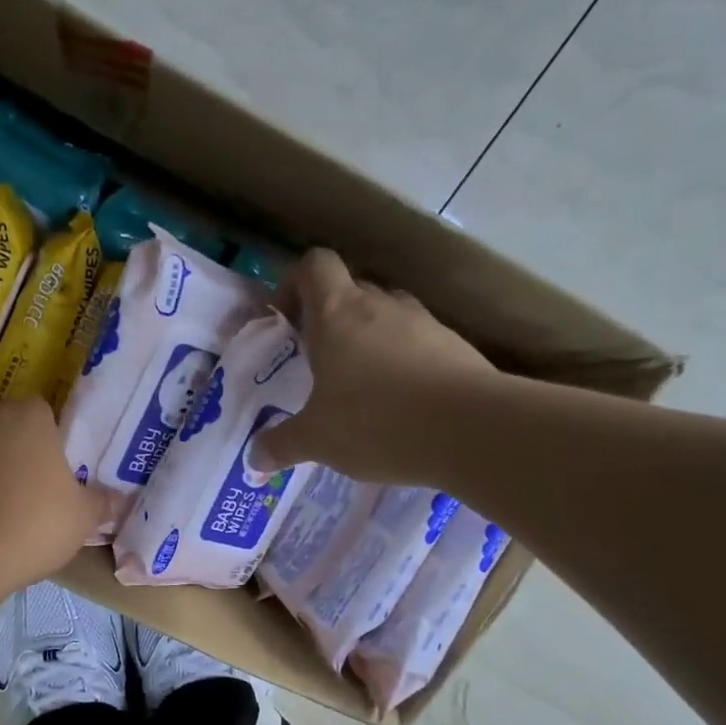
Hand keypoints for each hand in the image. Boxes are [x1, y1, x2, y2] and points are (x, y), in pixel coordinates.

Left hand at [0, 398, 109, 589]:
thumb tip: (119, 498)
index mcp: (27, 419)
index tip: (57, 468)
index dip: (51, 437)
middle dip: (15, 456)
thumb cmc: (33, 523)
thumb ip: (101, 503)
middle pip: (5, 432)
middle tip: (31, 495)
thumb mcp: (82, 518)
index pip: (42, 411)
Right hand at [252, 248, 495, 481]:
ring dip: (371, 339)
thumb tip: (254, 458)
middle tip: (320, 360)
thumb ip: (282, 444)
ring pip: (388, 315)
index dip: (295, 283)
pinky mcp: (456, 346)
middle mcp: (380, 306)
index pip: (314, 265)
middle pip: (351, 289)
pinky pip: (420, 343)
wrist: (470, 430)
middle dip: (331, 318)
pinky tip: (402, 404)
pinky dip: (406, 363)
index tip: (287, 319)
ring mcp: (424, 322)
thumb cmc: (375, 422)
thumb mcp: (317, 440)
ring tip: (362, 385)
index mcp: (337, 314)